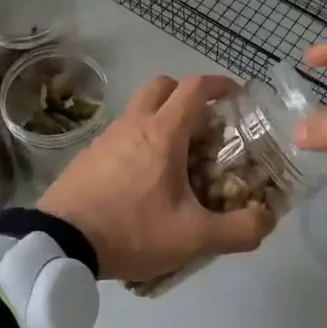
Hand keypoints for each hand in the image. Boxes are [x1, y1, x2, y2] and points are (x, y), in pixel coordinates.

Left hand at [40, 75, 275, 283]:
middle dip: (186, 94)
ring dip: (160, 118)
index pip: (195, 88)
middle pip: (162, 86)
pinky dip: (138, 140)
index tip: (236, 94)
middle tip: (203, 122)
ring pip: (138, 109)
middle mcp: (134, 124)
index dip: (219, 84)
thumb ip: (238, 230)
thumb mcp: (193, 238)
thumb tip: (267, 220)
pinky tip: (143, 178)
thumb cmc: (132, 230)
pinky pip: (120, 134)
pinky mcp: (88, 155)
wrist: (59, 243)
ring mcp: (106, 137)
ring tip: (176, 156)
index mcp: (163, 133)